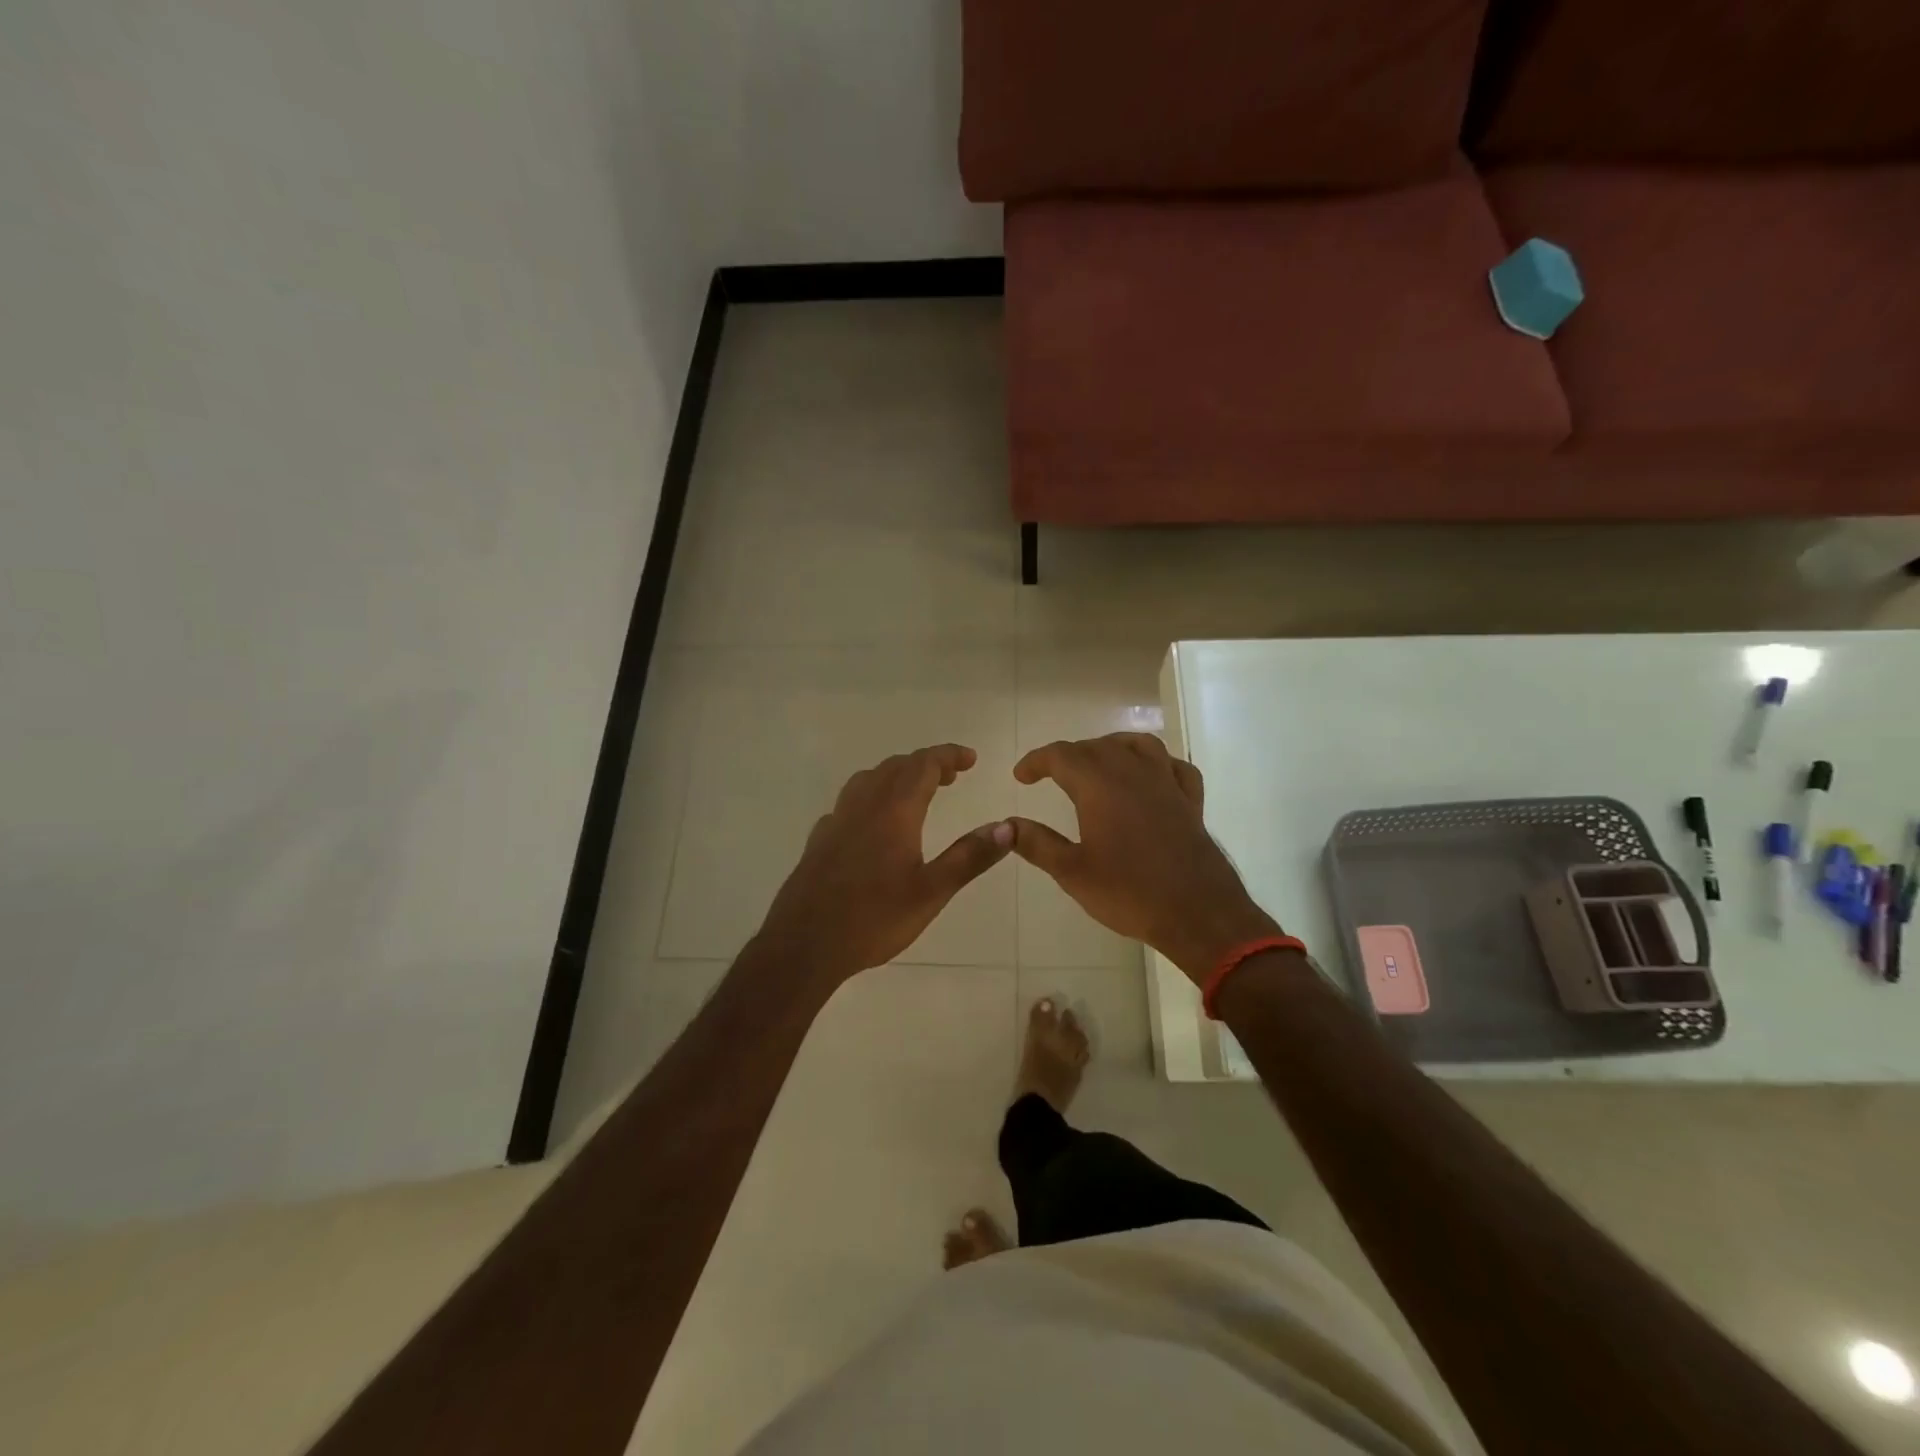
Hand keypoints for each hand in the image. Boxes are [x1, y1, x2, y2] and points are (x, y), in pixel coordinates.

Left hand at [755, 744, 1012, 981]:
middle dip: (926, 764)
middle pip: (896, 767)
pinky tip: (875, 822)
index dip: (948, 755)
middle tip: (951, 776)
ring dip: (897, 776)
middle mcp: (863, 805)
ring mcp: (837, 820)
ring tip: (917, 792)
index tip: (971, 758)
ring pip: (869, 779)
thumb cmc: (874, 918)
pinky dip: (872, 796)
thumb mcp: (932, 891)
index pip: (924, 765)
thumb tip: (1007, 827)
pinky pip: (850, 801)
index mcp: (894, 811)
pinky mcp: (820, 839)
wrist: (805, 944)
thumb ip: (970, 857)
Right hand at [1009, 734, 1280, 982]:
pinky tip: (1150, 778)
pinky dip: (1156, 764)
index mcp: (1099, 786)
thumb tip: (1007, 823)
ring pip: (1137, 745)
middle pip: (1096, 747)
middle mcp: (1133, 773)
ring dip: (1111, 748)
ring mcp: (1166, 783)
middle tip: (1050, 776)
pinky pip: (1173, 766)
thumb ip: (1037, 843)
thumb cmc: (1129, 893)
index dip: (1036, 761)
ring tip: (1097, 764)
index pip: (1061, 755)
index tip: (1021, 776)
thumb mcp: (1072, 872)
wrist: (1198, 913)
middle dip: (1069, 756)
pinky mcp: (1190, 801)